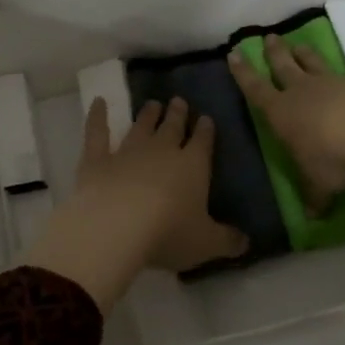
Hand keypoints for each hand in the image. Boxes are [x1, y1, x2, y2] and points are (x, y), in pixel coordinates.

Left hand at [22, 97, 248, 311]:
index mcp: (193, 166)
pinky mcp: (97, 160)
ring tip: (152, 104)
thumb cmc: (168, 234)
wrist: (116, 226)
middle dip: (178, 115)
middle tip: (179, 101)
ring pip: (140, 127)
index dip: (206, 130)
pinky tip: (98, 101)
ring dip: (147, 115)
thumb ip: (227, 240)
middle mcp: (161, 151)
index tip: (207, 119)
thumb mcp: (206, 243)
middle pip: (172, 127)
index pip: (203, 142)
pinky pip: (97, 132)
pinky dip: (97, 116)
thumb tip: (246, 241)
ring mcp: (127, 152)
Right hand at [228, 34, 344, 221]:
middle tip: (270, 37)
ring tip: (299, 45)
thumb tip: (314, 217)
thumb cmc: (331, 158)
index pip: (255, 89)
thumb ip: (315, 196)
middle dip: (274, 53)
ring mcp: (333, 85)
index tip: (235, 54)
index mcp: (281, 113)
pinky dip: (341, 77)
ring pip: (313, 64)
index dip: (243, 74)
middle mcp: (303, 93)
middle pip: (284, 67)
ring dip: (304, 55)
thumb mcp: (319, 184)